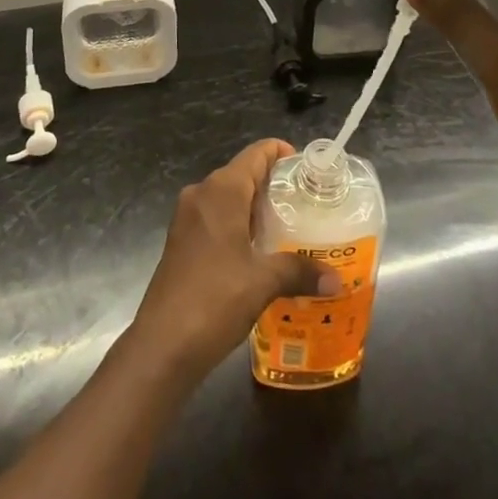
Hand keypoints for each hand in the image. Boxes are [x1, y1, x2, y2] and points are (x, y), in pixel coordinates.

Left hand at [128, 139, 329, 381]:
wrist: (161, 345)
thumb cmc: (215, 299)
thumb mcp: (263, 283)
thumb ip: (299, 272)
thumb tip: (336, 279)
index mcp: (221, 190)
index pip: (255, 154)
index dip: (279, 152)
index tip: (305, 167)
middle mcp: (201, 194)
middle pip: (242, 174)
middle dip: (272, 185)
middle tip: (305, 203)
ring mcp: (187, 219)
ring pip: (227, 199)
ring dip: (255, 209)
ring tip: (288, 228)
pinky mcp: (181, 243)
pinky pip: (215, 220)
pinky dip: (238, 226)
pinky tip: (258, 253)